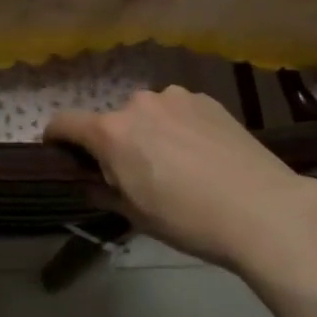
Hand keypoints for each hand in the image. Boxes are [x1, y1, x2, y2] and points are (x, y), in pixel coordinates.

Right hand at [46, 87, 316, 269]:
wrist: (261, 208)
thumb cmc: (188, 219)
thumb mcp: (135, 215)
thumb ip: (103, 190)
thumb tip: (90, 180)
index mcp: (112, 132)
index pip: (65, 122)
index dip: (55, 136)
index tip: (58, 151)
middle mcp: (137, 103)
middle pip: (112, 120)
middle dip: (115, 142)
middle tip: (135, 174)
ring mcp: (175, 97)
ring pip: (148, 114)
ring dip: (149, 132)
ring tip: (177, 164)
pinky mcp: (206, 99)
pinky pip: (178, 111)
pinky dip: (179, 126)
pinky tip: (202, 154)